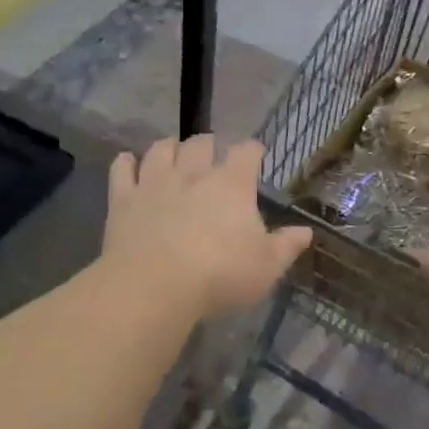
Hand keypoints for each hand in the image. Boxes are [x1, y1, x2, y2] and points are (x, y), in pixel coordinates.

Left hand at [102, 135, 311, 320]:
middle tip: (211, 152)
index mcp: (232, 185)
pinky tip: (127, 162)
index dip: (252, 150)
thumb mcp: (266, 267)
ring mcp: (155, 182)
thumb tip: (306, 231)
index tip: (256, 153)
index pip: (246, 152)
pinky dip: (125, 162)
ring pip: (161, 149)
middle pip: (201, 143)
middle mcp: (193, 173)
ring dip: (169, 146)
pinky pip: (121, 169)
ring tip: (173, 151)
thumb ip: (286, 246)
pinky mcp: (123, 199)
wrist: (155, 285)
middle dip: (208, 144)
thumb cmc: (219, 275)